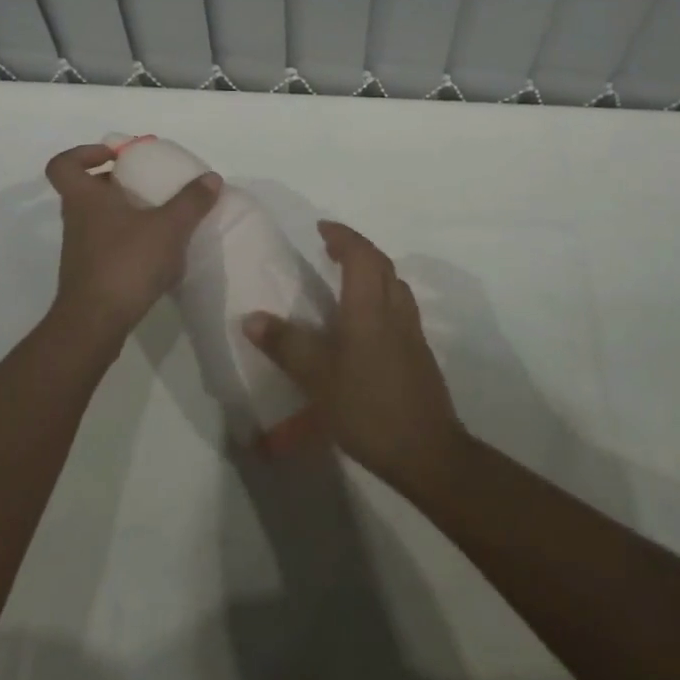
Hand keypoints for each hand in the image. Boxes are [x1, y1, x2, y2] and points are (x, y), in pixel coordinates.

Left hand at [44, 144, 220, 348]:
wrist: (95, 324)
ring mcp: (80, 249)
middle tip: (147, 184)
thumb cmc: (126, 263)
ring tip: (160, 217)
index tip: (115, 157)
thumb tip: (211, 177)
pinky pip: (107, 244)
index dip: (84, 153)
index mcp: (85, 198)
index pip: (64, 164)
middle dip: (116, 183)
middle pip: (86, 189)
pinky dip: (128, 241)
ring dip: (124, 212)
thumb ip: (191, 201)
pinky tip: (156, 251)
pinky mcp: (89, 274)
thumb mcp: (168, 227)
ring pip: (98, 218)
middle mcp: (77, 219)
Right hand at [244, 221, 466, 498]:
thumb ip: (286, 345)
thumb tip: (252, 318)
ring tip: (348, 278)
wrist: (427, 451)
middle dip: (356, 248)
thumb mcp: (318, 378)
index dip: (342, 236)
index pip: (360, 254)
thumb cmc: (368, 407)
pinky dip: (381, 295)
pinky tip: (366, 321)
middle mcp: (394, 309)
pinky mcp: (419, 353)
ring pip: (395, 284)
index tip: (322, 227)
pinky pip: (400, 305)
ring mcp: (411, 331)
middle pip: (381, 263)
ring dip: (373, 270)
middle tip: (331, 248)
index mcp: (370, 306)